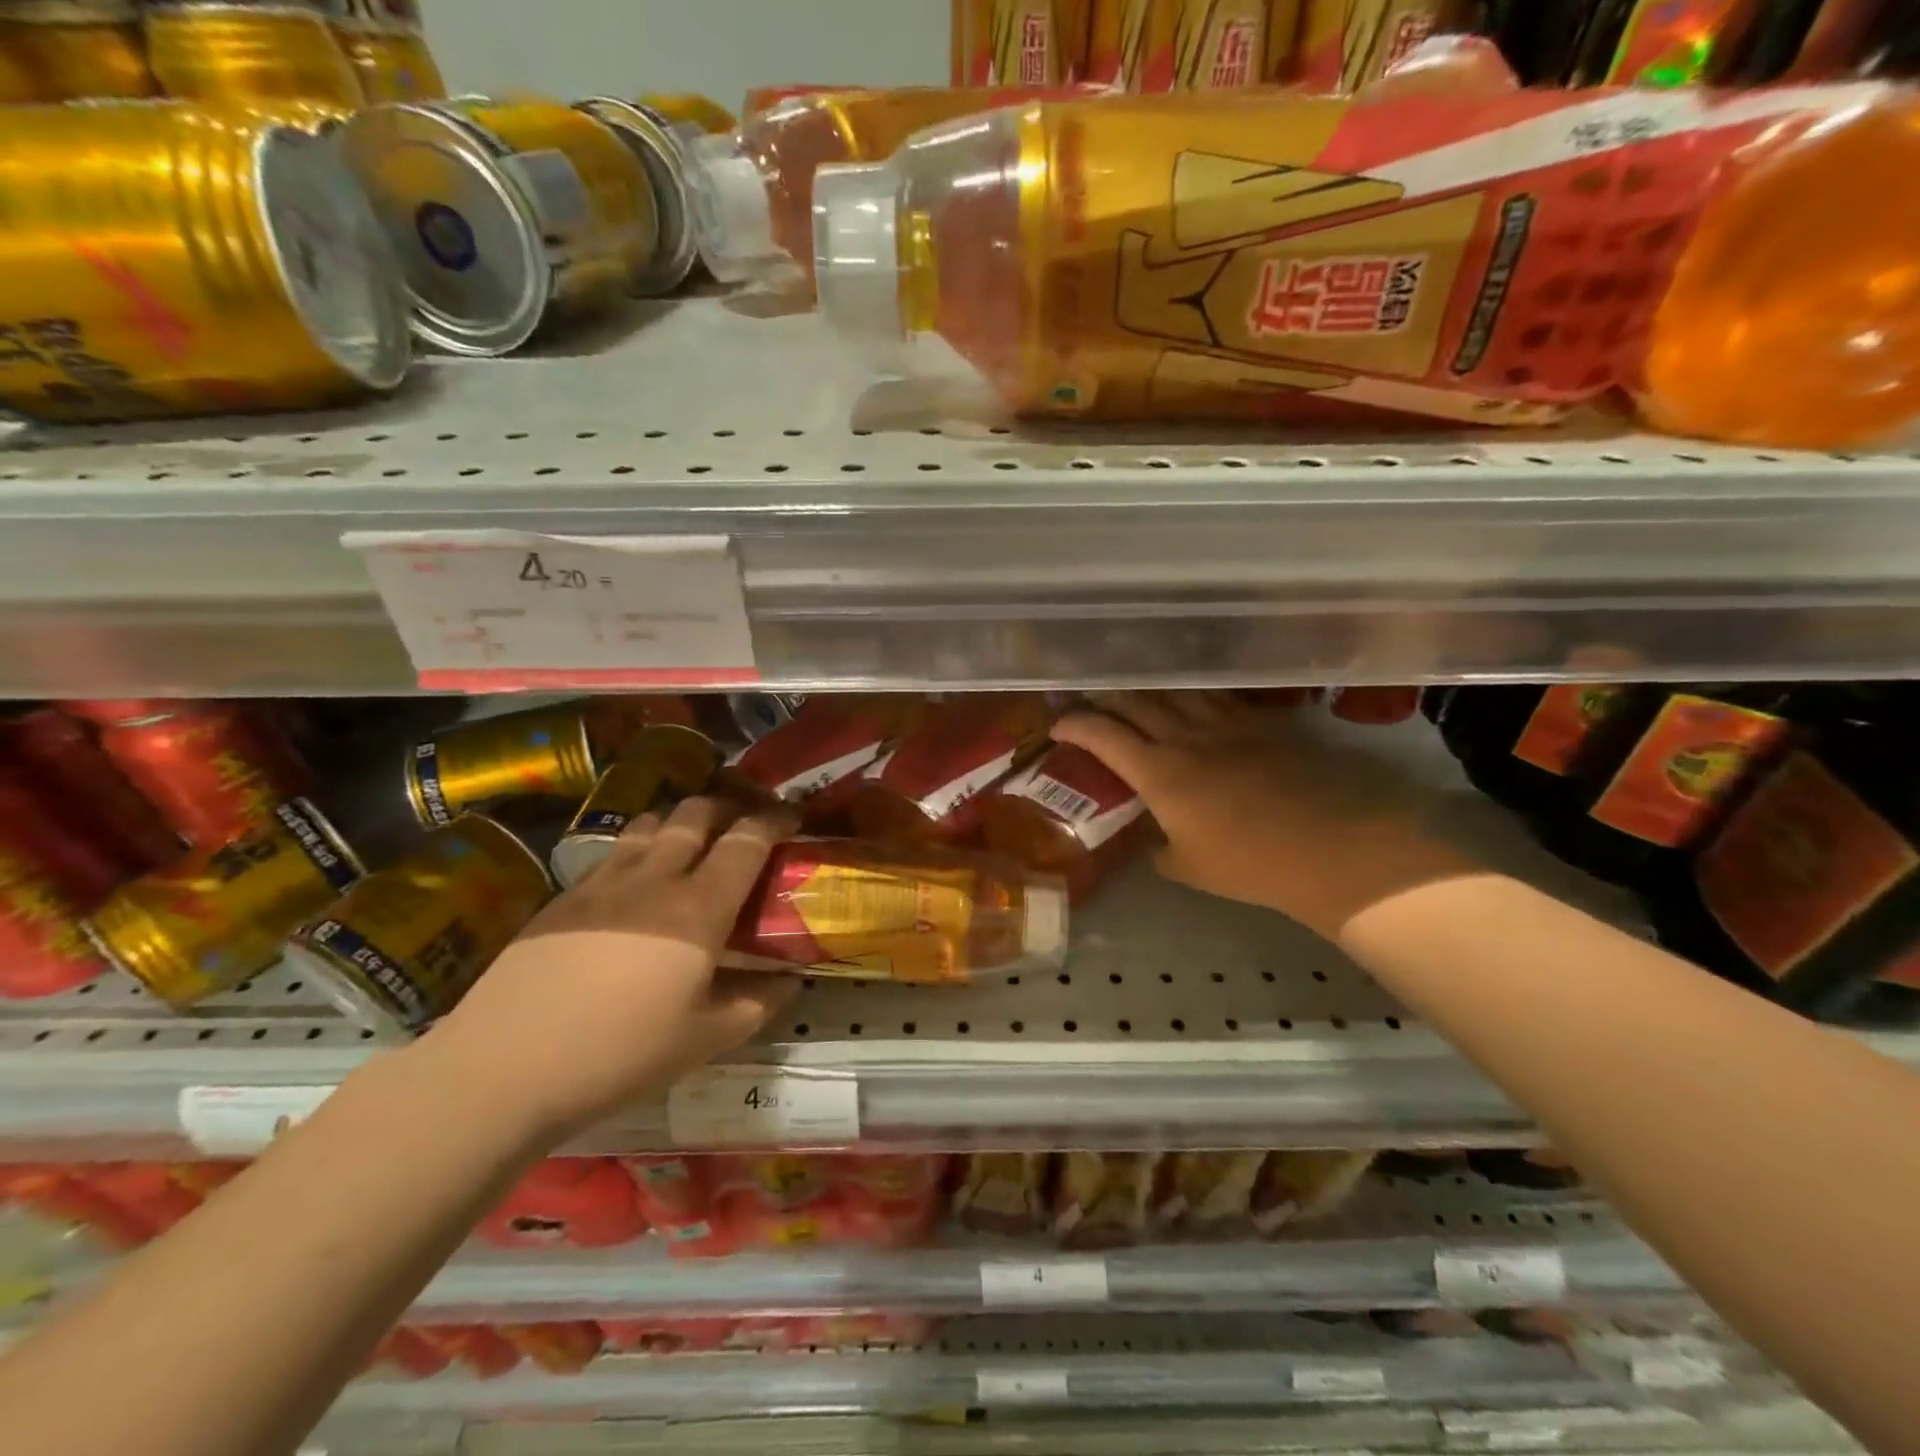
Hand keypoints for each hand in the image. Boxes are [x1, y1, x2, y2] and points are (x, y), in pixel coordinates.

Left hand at [434, 796, 800, 1138]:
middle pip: (695, 814)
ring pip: (650, 823)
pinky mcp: (564, 897)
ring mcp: (604, 883)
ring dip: (679, 820)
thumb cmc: (620, 1052)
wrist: (503, 1067)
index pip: (746, 840)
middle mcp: (655, 878)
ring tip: (691, 839)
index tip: (793, 818)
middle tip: (744, 822)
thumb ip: (758, 1003)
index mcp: (699, 907)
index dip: (775, 820)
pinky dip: (640, 846)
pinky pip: (614, 851)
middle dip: (728, 807)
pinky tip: (636, 880)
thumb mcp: (706, 1039)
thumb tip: (790, 981)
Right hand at [1052, 693, 1474, 940]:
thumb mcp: (1190, 868)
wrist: (1331, 845)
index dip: (1074, 725)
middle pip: (1135, 701)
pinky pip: (1218, 699)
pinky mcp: (1263, 723)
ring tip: (1138, 694)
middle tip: (1092, 702)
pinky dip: (1195, 697)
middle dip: (1105, 698)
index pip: (1102, 734)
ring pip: (1176, 692)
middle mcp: (1185, 736)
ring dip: (1149, 691)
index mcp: (1158, 771)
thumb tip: (1158, 845)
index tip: (1057, 726)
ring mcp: (1227, 724)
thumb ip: (1163, 851)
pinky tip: (1196, 702)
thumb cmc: (1250, 863)